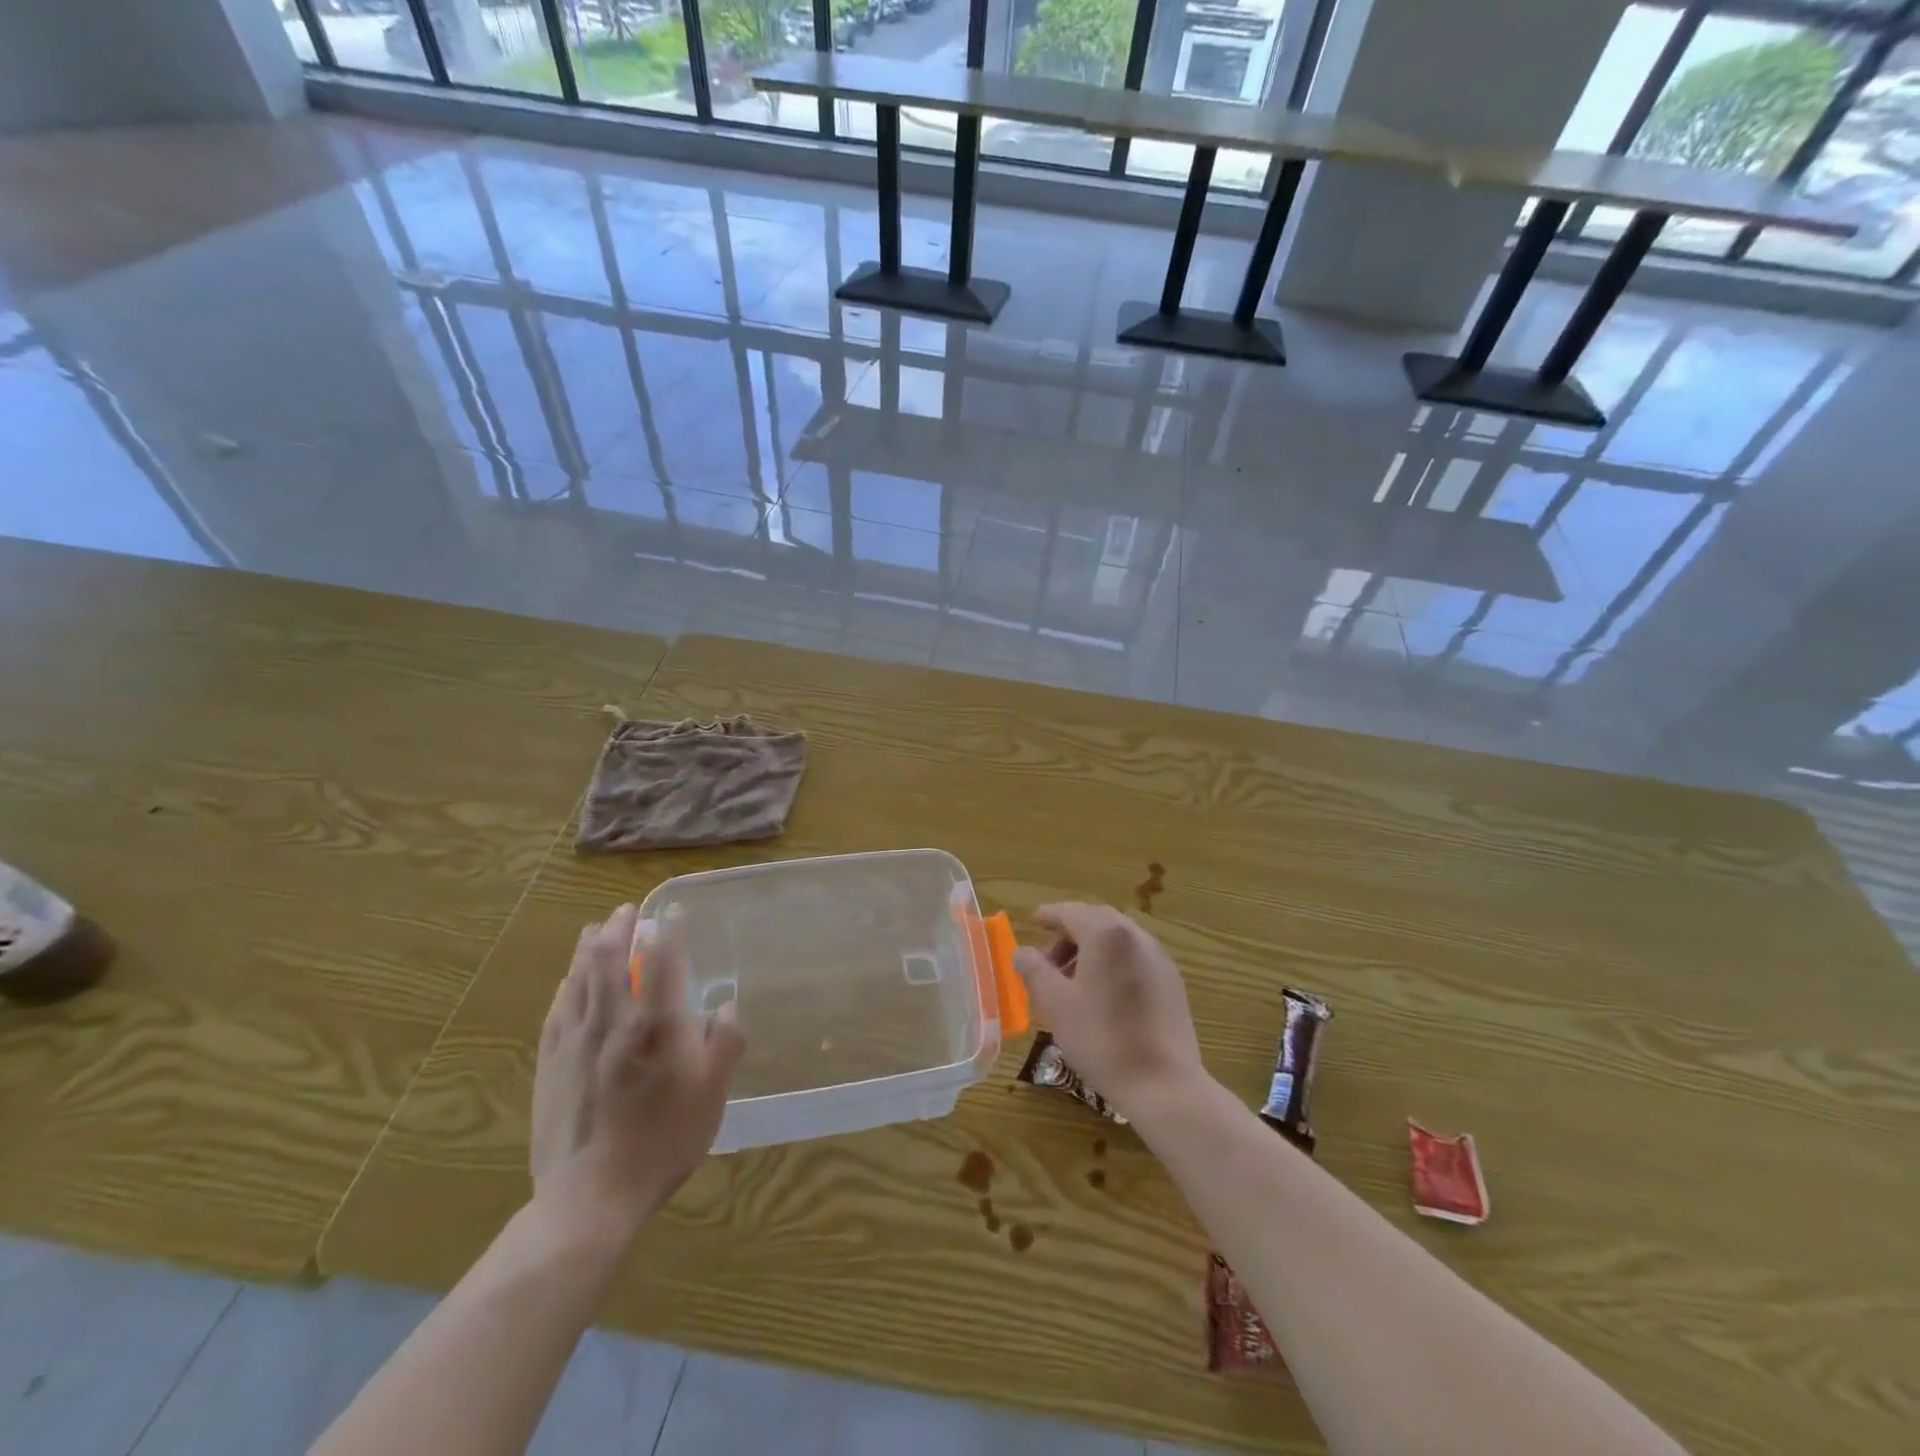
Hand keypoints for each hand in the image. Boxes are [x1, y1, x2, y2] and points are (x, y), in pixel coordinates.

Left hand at [529, 904, 743, 1239]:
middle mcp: (612, 1021)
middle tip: (626, 911)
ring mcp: (575, 1042)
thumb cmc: (663, 1141)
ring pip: (579, 979)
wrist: (593, 1197)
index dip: (669, 930)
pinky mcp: (550, 1064)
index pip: (662, 960)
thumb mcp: (712, 1094)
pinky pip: (556, 1010)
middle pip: (610, 959)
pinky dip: (566, 985)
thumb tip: (727, 1007)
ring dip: (588, 948)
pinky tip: (569, 980)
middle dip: (619, 928)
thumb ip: (725, 1043)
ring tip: (595, 930)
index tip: (674, 911)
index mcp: (656, 1025)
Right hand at [1013, 902, 1205, 1119]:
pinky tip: (1103, 994)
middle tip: (1047, 959)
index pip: (1070, 911)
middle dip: (1069, 932)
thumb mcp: (1056, 1005)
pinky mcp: (1172, 981)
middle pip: (1096, 920)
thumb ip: (1034, 971)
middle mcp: (1136, 935)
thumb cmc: (1103, 1039)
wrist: (1164, 1084)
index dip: (1047, 916)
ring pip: (1117, 938)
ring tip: (1072, 980)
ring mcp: (1159, 957)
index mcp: (1106, 934)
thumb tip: (1021, 952)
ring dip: (1091, 948)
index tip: (1030, 923)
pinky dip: (1113, 961)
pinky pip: (1135, 956)